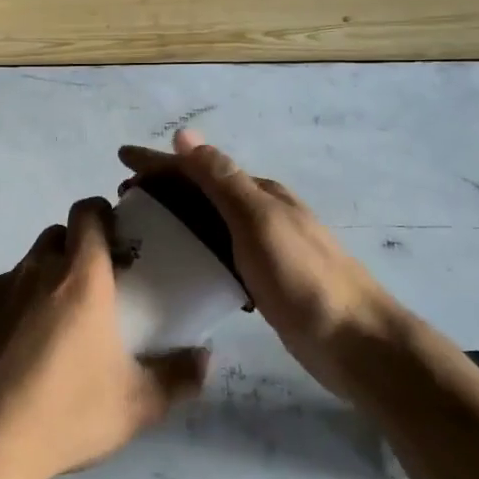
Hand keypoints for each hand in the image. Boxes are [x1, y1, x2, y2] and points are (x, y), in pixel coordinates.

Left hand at [0, 197, 208, 478]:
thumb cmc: (66, 415)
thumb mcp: (137, 406)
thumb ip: (179, 377)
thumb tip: (206, 356)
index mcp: (79, 278)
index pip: (87, 213)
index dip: (101, 215)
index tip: (115, 239)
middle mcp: (34, 270)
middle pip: (56, 237)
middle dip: (74, 252)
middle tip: (90, 293)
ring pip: (24, 268)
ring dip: (40, 284)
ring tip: (49, 331)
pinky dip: (7, 312)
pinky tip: (11, 354)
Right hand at [119, 131, 405, 400]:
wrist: (357, 343)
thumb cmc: (303, 278)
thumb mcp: (258, 221)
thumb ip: (221, 179)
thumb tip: (185, 136)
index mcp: (258, 194)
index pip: (198, 168)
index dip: (158, 162)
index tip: (120, 159)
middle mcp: (261, 213)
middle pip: (202, 193)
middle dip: (162, 189)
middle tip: (124, 200)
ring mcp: (265, 248)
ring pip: (209, 224)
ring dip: (176, 219)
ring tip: (142, 231)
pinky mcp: (265, 281)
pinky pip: (219, 254)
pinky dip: (195, 250)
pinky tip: (180, 267)